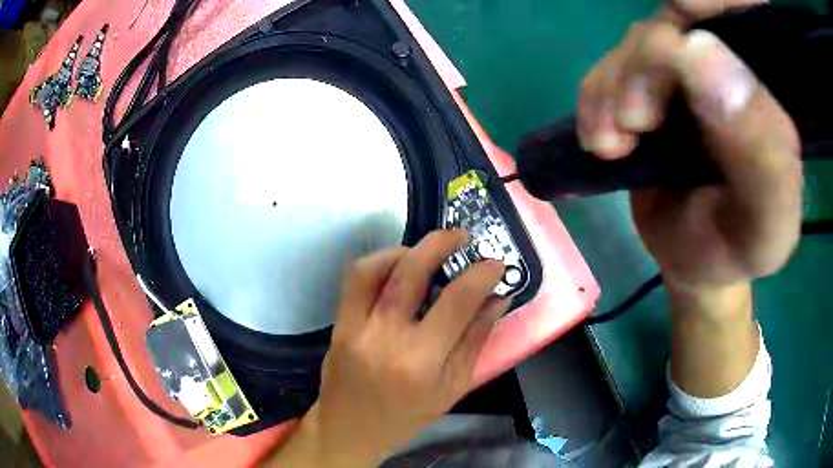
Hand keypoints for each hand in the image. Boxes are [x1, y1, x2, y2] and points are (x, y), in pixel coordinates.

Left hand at [304, 230, 508, 466]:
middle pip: (412, 271)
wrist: (350, 428)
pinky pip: (355, 279)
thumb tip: (498, 298)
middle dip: (441, 243)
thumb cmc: (407, 416)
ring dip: (407, 249)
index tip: (495, 263)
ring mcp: (356, 326)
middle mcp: (386, 337)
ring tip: (428, 251)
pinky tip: (397, 266)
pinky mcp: (340, 322)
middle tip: (462, 237)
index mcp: (421, 361)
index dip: (481, 274)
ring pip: (377, 267)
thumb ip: (476, 340)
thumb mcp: (452, 387)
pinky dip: (378, 261)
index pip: (457, 301)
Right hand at [577, 0, 801, 291]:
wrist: (695, 260)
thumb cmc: (737, 250)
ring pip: (639, 41)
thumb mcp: (764, 226)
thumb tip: (699, 55)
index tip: (683, 11)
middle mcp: (733, 68)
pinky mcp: (650, 85)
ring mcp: (688, 72)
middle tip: (633, 122)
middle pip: (681, 22)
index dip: (717, 2)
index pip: (749, 14)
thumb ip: (760, 156)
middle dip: (648, 61)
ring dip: (613, 86)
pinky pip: (611, 66)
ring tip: (611, 145)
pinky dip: (595, 96)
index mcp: (773, 94)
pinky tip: (599, 138)